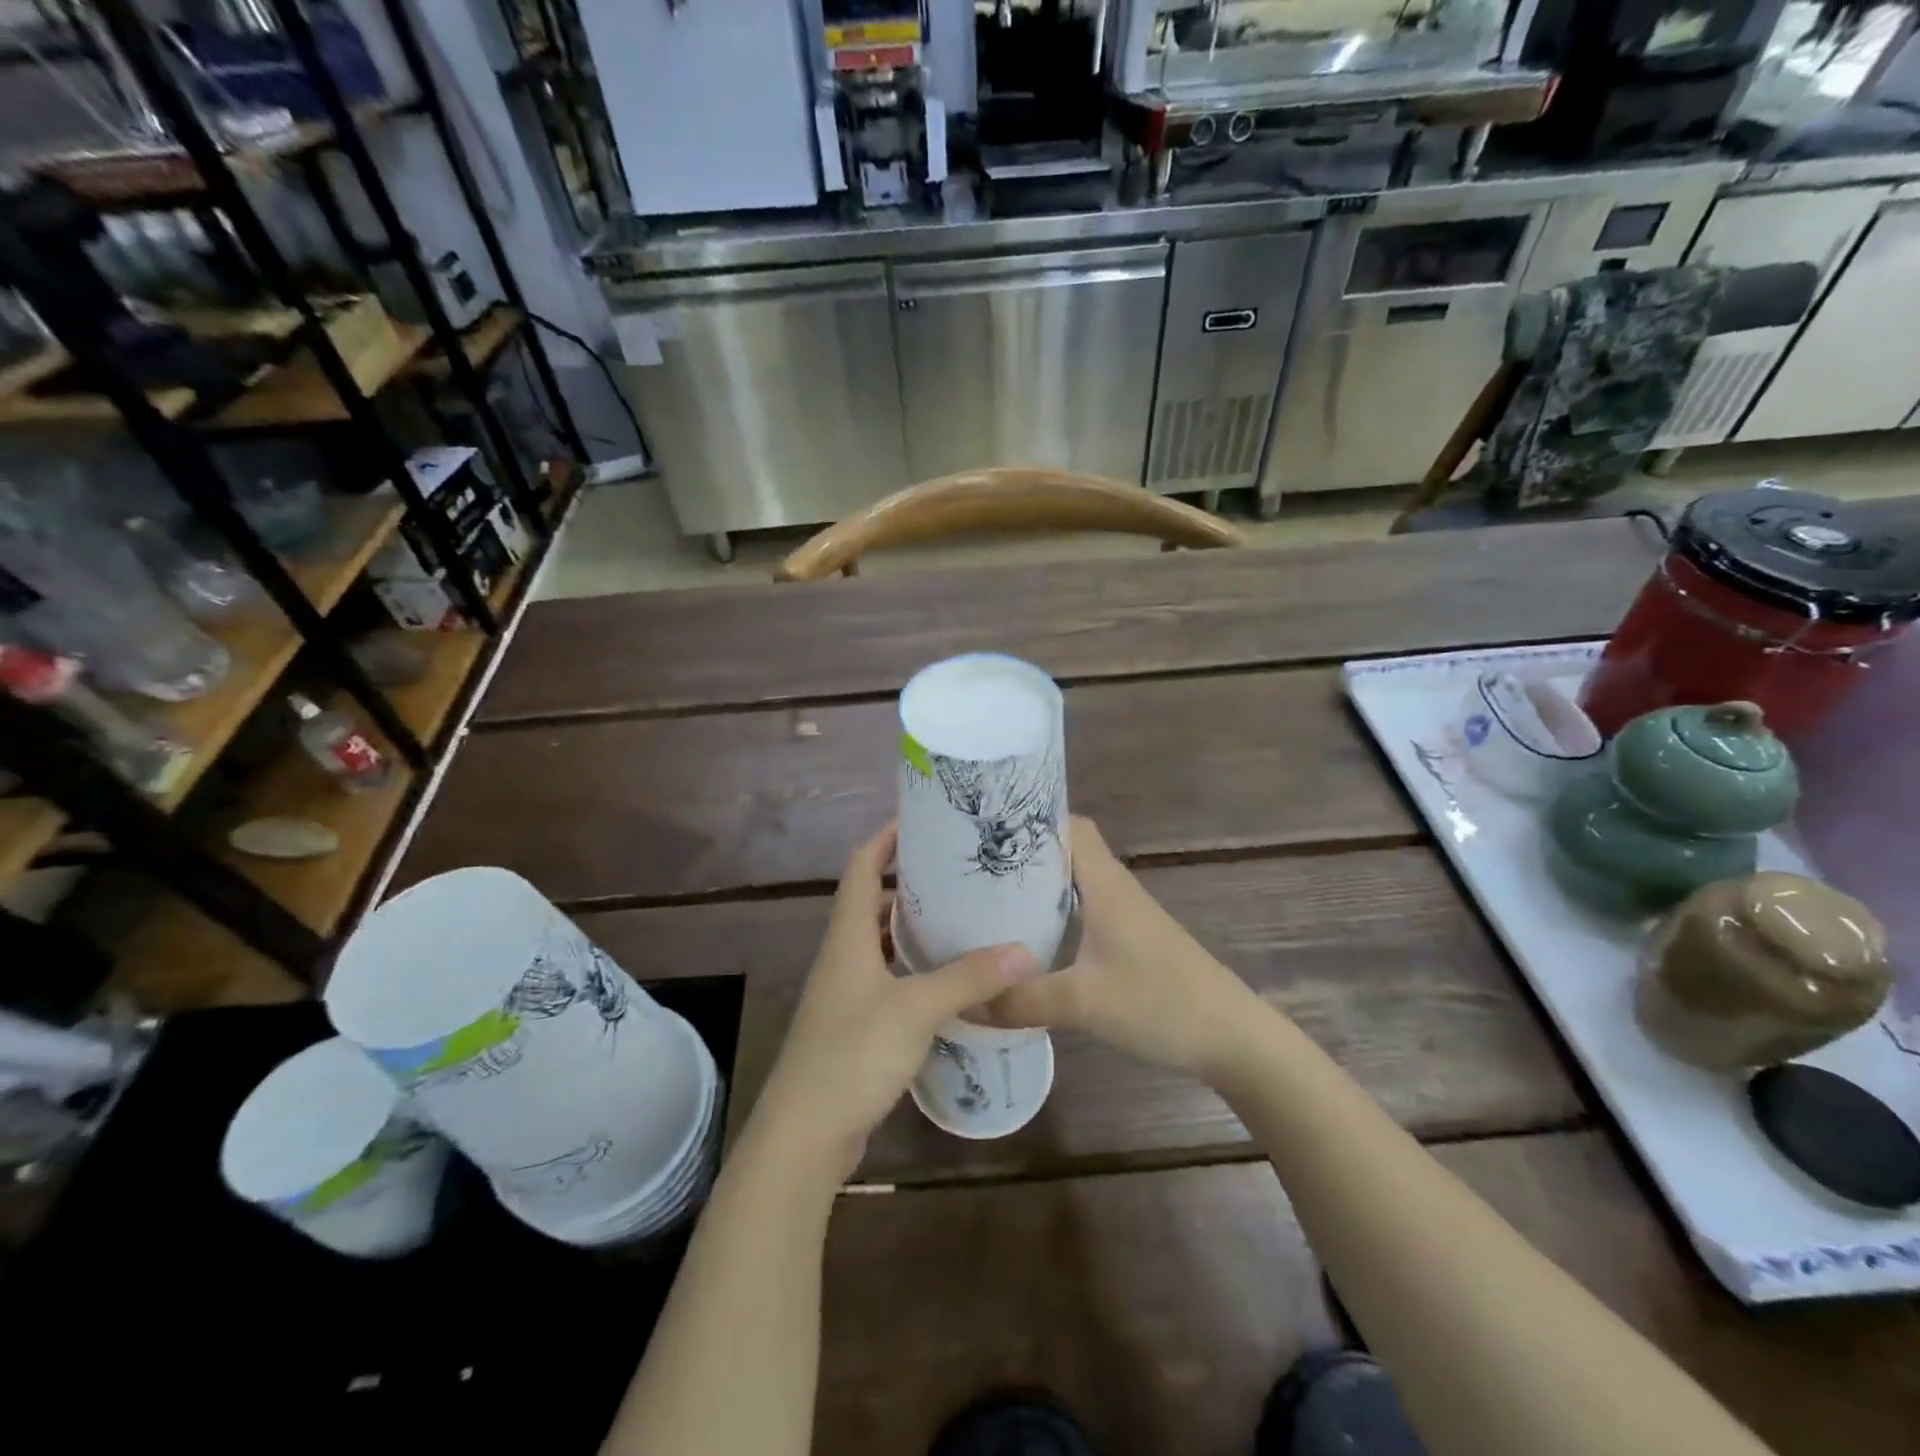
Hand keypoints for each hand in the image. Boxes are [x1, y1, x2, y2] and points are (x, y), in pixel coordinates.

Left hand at [746, 824, 1042, 1184]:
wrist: (803, 1135)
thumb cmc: (852, 1054)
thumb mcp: (916, 1009)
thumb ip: (969, 978)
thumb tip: (1025, 951)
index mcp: (848, 936)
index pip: (862, 866)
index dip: (886, 838)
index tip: (922, 819)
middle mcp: (843, 957)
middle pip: (873, 903)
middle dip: (911, 885)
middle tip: (959, 875)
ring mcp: (846, 994)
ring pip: (882, 946)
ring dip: (914, 932)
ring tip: (962, 922)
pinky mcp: (855, 1027)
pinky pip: (889, 983)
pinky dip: (916, 973)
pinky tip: (950, 984)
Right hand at [987, 818, 1269, 1080]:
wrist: (1232, 1038)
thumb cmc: (1160, 1003)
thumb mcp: (1083, 1003)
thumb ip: (1021, 1000)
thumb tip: (964, 1001)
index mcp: (1105, 884)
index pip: (1069, 825)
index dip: (1032, 819)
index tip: (986, 828)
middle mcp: (1115, 889)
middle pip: (1066, 852)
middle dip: (1024, 855)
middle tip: (973, 867)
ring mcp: (1126, 916)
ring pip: (1075, 884)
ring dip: (1039, 887)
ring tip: (989, 900)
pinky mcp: (1132, 941)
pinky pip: (1085, 911)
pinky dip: (1057, 915)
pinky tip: (1031, 941)